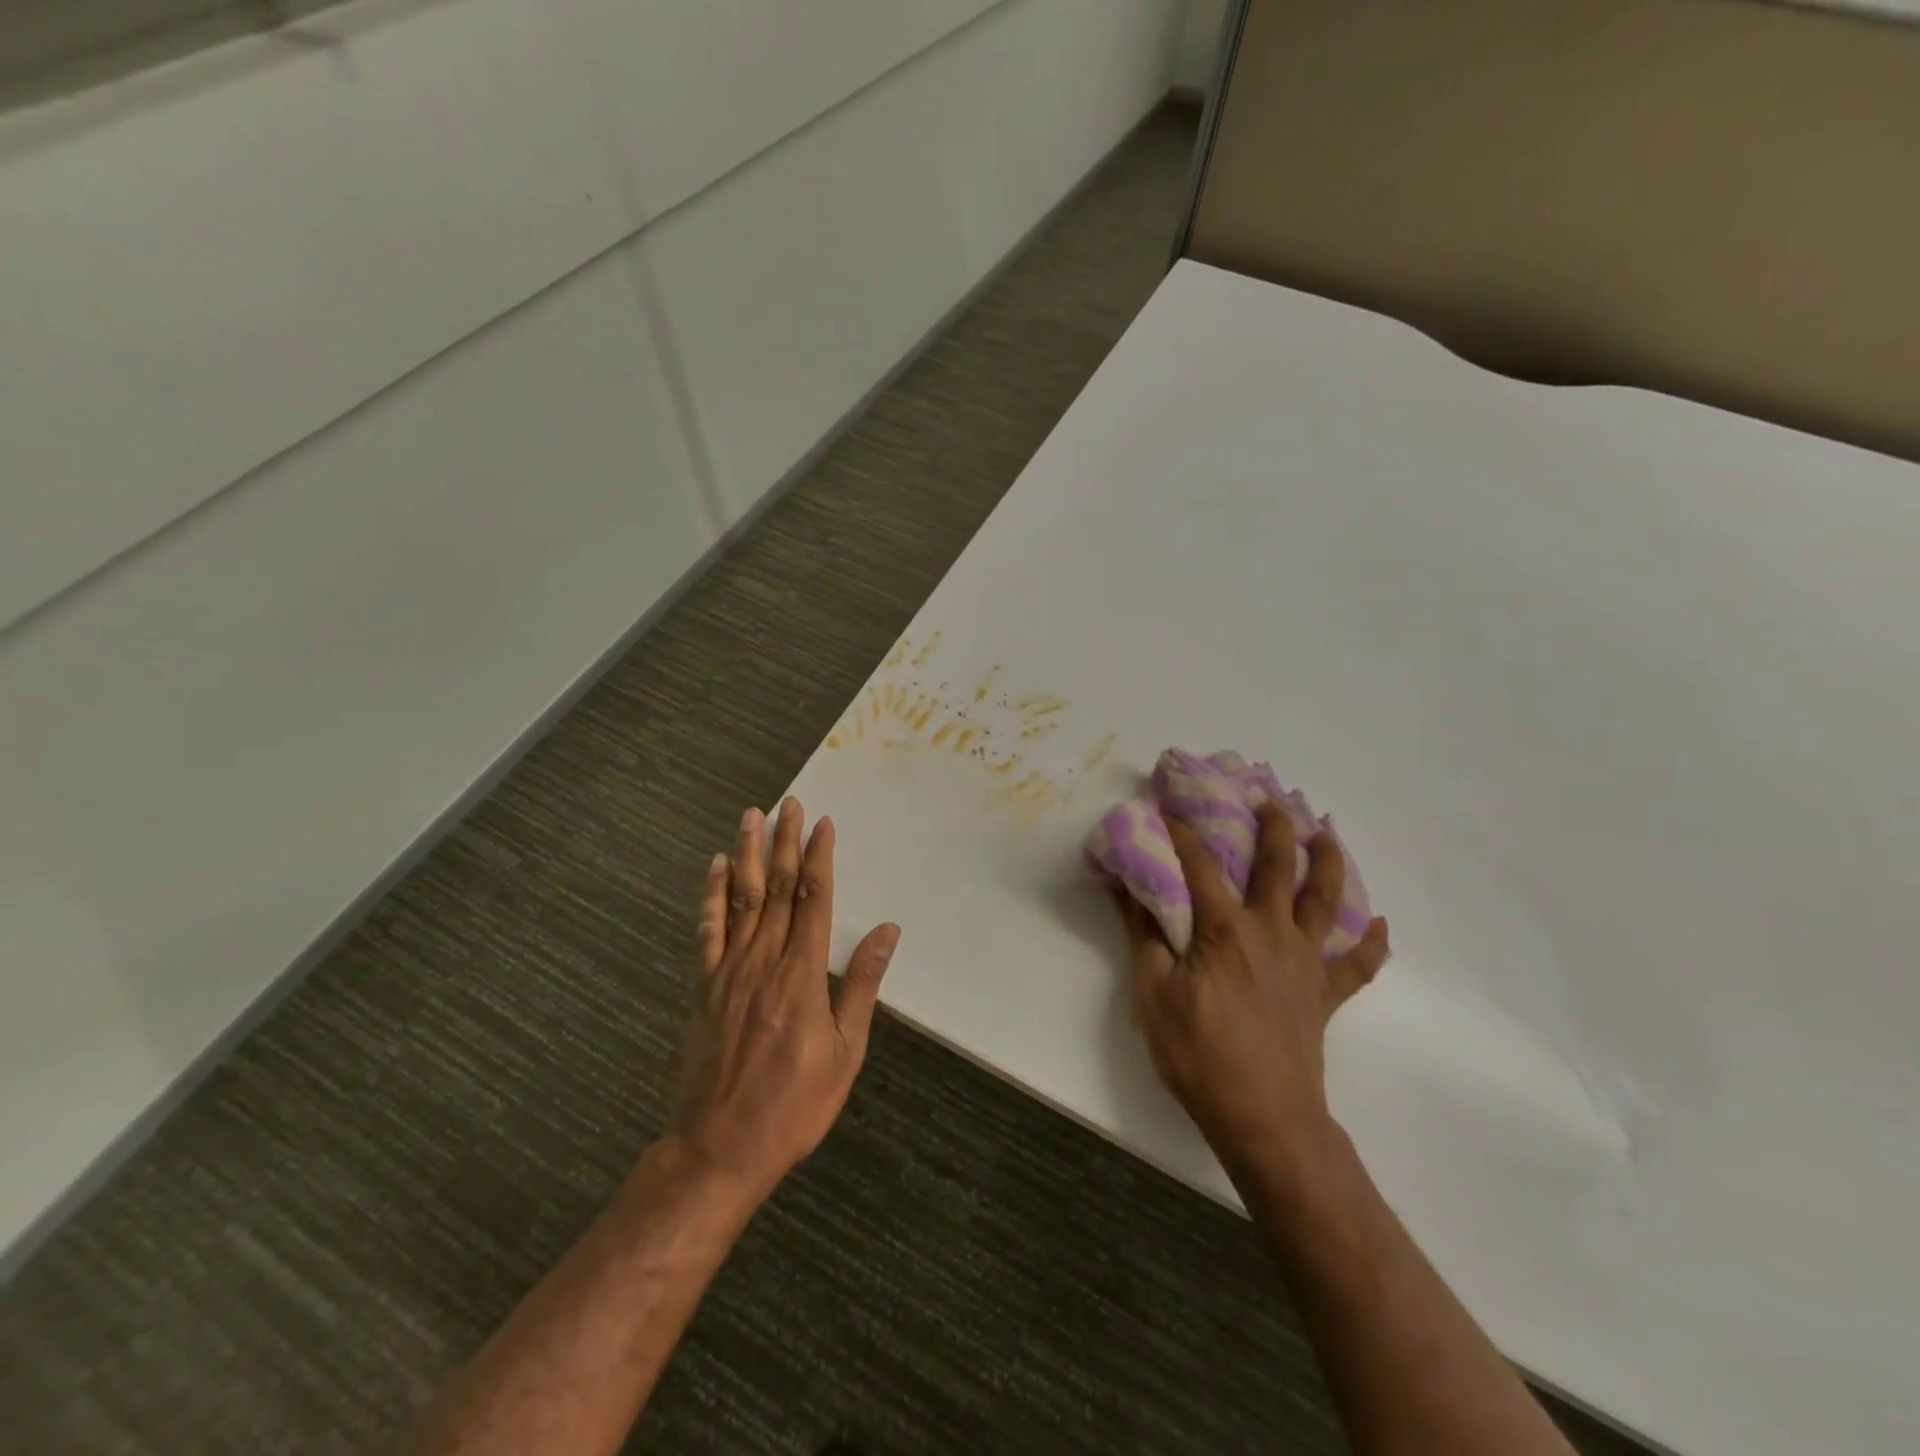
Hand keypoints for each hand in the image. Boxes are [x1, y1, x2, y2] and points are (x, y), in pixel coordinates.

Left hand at [673, 797, 900, 1201]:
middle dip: (784, 843)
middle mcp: (764, 961)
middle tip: (788, 803)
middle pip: (776, 889)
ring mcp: (728, 972)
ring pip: (741, 900)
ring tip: (751, 817)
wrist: (720, 1147)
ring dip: (748, 855)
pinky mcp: (704, 988)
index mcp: (803, 975)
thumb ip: (862, 985)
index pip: (813, 900)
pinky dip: (712, 896)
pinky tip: (715, 868)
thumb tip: (886, 931)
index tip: (822, 824)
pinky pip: (707, 931)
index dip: (818, 858)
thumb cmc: (794, 1104)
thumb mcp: (846, 1052)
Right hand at [1115, 803, 1390, 1175]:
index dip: (1182, 833)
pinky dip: (1371, 943)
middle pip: (1278, 868)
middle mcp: (1272, 933)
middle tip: (1270, 797)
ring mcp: (1305, 963)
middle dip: (1274, 828)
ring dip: (1328, 862)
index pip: (1200, 866)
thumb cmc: (1199, 1053)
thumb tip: (1124, 887)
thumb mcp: (1152, 993)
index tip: (1169, 808)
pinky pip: (1357, 964)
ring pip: (1324, 902)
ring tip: (1326, 833)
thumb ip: (1142, 935)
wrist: (1263, 1118)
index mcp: (1226, 929)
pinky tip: (1380, 925)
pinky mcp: (1325, 995)